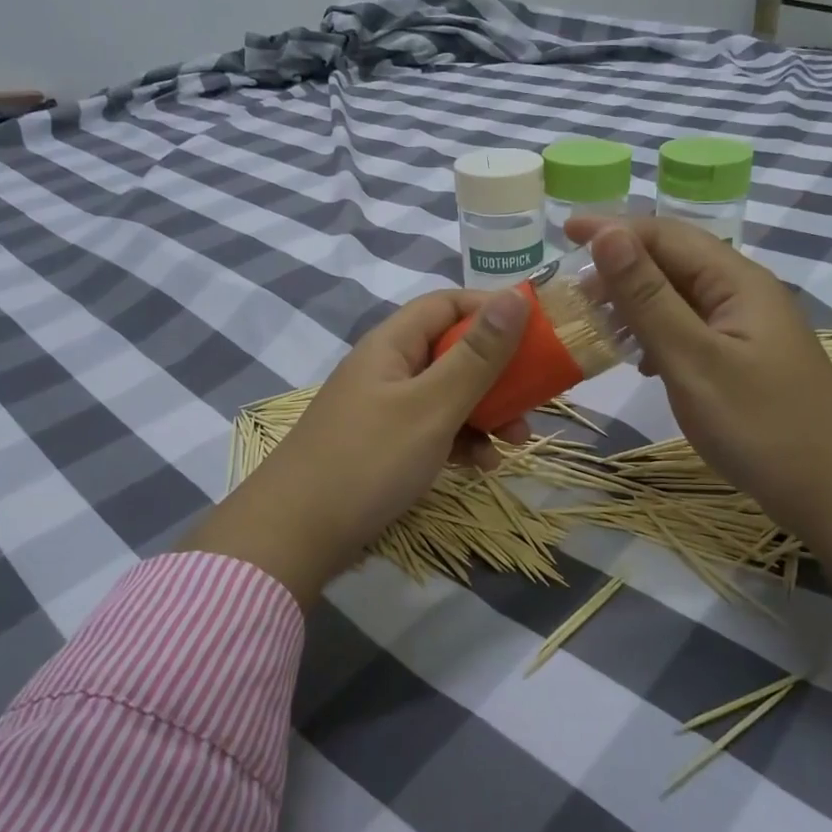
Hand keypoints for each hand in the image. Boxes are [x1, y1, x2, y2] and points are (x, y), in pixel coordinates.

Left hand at [182, 287, 531, 605]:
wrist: (294, 537)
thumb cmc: (368, 460)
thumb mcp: (432, 405)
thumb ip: (478, 355)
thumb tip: (517, 294)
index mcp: (392, 344)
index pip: (448, 304)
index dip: (492, 309)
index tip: (537, 329)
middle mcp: (388, 368)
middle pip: (453, 351)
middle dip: (498, 373)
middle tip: (535, 397)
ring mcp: (384, 409)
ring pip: (448, 395)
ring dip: (486, 412)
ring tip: (516, 442)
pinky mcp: (384, 447)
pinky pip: (433, 430)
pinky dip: (461, 441)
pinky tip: (482, 466)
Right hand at [564, 216, 831, 532]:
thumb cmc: (760, 424)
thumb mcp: (693, 358)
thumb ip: (647, 296)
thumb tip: (607, 234)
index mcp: (736, 281)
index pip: (665, 234)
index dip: (612, 229)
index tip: (563, 233)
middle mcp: (743, 293)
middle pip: (673, 260)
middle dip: (620, 265)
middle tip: (573, 287)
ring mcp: (746, 327)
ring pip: (680, 296)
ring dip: (635, 301)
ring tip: (596, 319)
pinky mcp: (744, 358)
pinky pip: (690, 328)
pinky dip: (656, 333)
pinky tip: (637, 358)